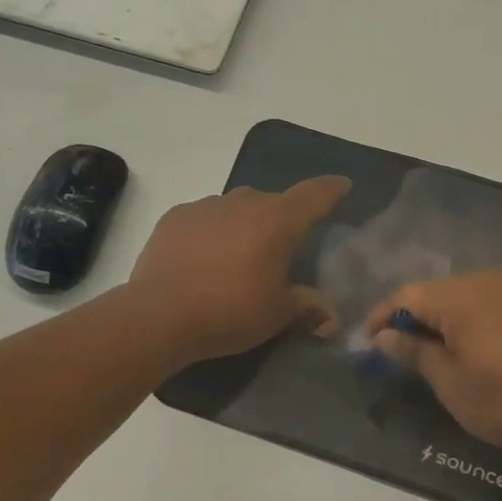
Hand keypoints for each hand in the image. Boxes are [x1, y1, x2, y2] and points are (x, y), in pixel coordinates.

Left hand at [129, 176, 350, 363]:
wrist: (159, 315)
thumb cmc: (231, 311)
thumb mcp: (277, 314)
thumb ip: (306, 307)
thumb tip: (329, 315)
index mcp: (278, 219)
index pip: (314, 194)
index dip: (332, 189)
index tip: (342, 185)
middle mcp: (244, 201)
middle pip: (272, 202)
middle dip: (281, 219)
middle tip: (281, 247)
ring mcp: (205, 206)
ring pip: (236, 208)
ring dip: (243, 225)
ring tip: (238, 257)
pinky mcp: (174, 218)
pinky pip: (204, 219)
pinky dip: (211, 233)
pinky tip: (203, 259)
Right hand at [364, 271, 501, 461]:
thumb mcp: (451, 383)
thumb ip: (414, 352)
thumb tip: (385, 335)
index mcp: (459, 296)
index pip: (406, 295)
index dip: (382, 317)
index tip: (369, 344)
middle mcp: (486, 280)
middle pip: (436, 292)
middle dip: (414, 319)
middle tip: (402, 354)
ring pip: (465, 296)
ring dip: (445, 320)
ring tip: (438, 354)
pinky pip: (492, 302)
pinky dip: (474, 320)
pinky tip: (478, 349)